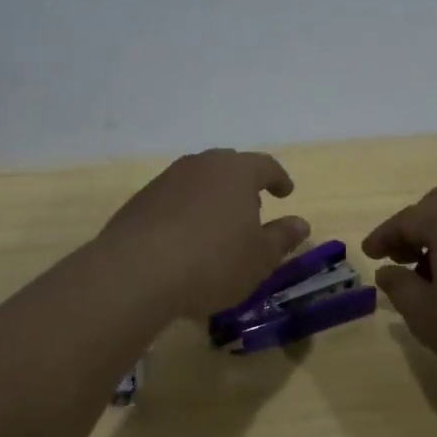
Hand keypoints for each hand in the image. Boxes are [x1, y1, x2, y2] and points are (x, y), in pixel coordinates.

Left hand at [98, 149, 310, 321]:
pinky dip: (186, 212)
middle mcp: (201, 165)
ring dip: (213, 198)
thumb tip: (300, 223)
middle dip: (244, 186)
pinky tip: (185, 240)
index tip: (286, 192)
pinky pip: (174, 199)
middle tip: (252, 211)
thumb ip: (282, 237)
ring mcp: (167, 179)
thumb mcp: (259, 258)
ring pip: (199, 181)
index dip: (278, 178)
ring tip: (218, 228)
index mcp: (236, 171)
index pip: (265, 165)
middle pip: (229, 167)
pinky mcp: (141, 200)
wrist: (136, 271)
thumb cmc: (212, 262)